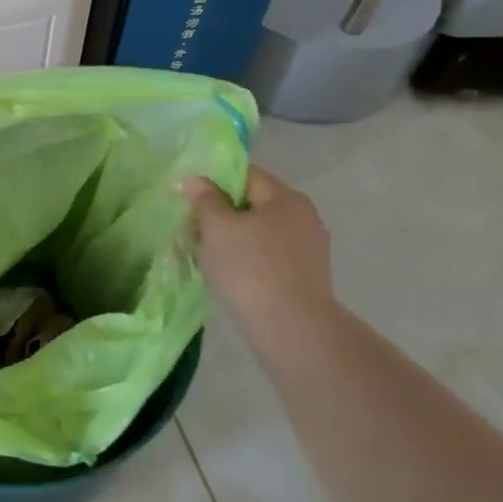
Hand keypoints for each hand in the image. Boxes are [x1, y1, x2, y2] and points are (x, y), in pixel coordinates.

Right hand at [184, 168, 334, 321]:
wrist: (291, 327)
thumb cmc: (249, 267)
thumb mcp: (216, 227)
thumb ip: (205, 199)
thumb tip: (196, 180)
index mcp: (285, 197)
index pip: (246, 174)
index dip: (215, 181)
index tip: (192, 200)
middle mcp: (304, 216)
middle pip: (254, 203)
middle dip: (224, 213)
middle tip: (195, 230)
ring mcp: (310, 247)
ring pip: (262, 231)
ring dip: (236, 238)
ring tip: (210, 256)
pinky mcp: (308, 275)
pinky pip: (272, 255)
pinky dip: (251, 259)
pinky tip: (233, 275)